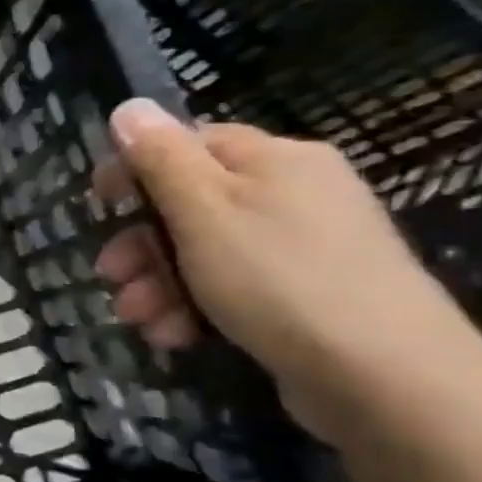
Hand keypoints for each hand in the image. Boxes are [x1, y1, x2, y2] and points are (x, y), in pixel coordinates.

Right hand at [92, 98, 477, 441]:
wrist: (383, 376)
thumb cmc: (278, 278)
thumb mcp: (204, 211)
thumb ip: (161, 158)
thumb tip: (129, 105)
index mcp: (275, 160)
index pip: (191, 144)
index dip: (137, 170)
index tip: (98, 204)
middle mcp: (294, 193)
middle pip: (192, 205)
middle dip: (141, 245)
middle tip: (111, 277)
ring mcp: (304, 247)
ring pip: (205, 253)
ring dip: (159, 285)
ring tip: (139, 319)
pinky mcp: (306, 297)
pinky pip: (233, 289)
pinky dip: (195, 309)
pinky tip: (176, 336)